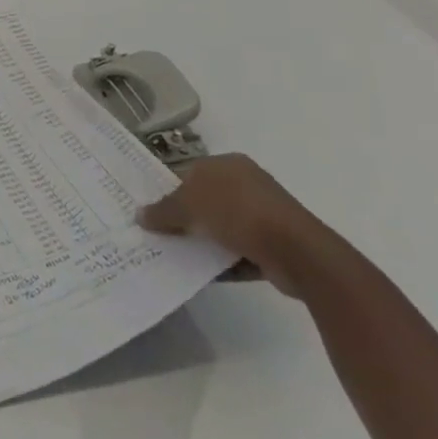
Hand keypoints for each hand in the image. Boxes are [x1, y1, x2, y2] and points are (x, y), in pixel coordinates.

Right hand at [136, 154, 350, 299]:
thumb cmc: (237, 212)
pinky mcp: (274, 245)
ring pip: (221, 227)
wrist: (298, 252)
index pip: (189, 173)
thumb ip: (162, 211)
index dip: (168, 189)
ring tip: (174, 255)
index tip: (150, 209)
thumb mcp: (188, 206)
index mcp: (227, 165)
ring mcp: (264, 216)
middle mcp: (247, 184)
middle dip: (183, 218)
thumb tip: (139, 215)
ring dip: (202, 242)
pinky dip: (221, 261)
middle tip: (157, 233)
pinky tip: (200, 273)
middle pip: (204, 201)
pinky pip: (238, 251)